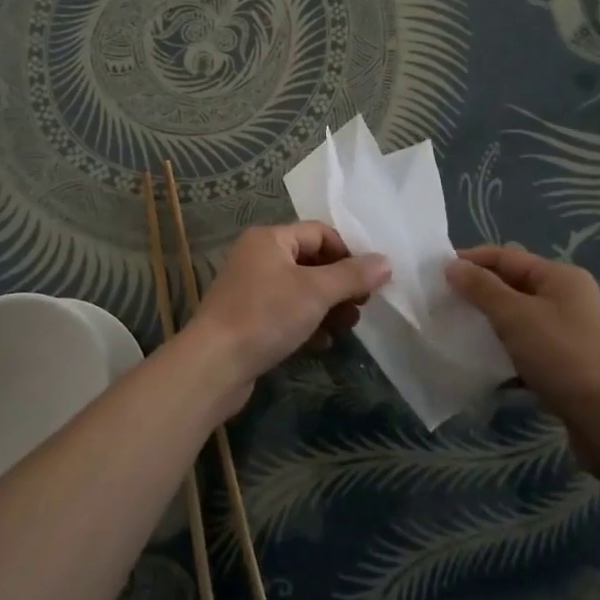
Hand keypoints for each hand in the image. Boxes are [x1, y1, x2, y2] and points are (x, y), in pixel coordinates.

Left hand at [181, 223, 390, 413]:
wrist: (214, 365)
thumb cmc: (266, 316)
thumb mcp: (315, 292)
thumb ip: (352, 275)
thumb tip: (386, 262)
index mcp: (270, 239)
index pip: (319, 233)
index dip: (348, 253)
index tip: (370, 281)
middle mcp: (258, 257)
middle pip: (312, 262)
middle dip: (340, 284)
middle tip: (362, 306)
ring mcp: (252, 289)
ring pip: (301, 291)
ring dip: (328, 307)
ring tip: (348, 327)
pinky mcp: (249, 320)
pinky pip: (287, 313)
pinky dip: (308, 324)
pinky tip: (323, 343)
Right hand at [446, 245, 599, 469]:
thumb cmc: (564, 357)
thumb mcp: (516, 317)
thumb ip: (481, 289)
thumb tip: (452, 266)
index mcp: (560, 277)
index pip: (506, 256)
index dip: (471, 261)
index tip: (436, 274)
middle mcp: (569, 299)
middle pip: (513, 287)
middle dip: (478, 294)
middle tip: (442, 305)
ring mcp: (571, 333)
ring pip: (520, 320)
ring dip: (490, 326)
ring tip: (456, 335)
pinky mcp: (570, 366)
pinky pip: (529, 350)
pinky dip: (507, 354)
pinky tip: (484, 368)